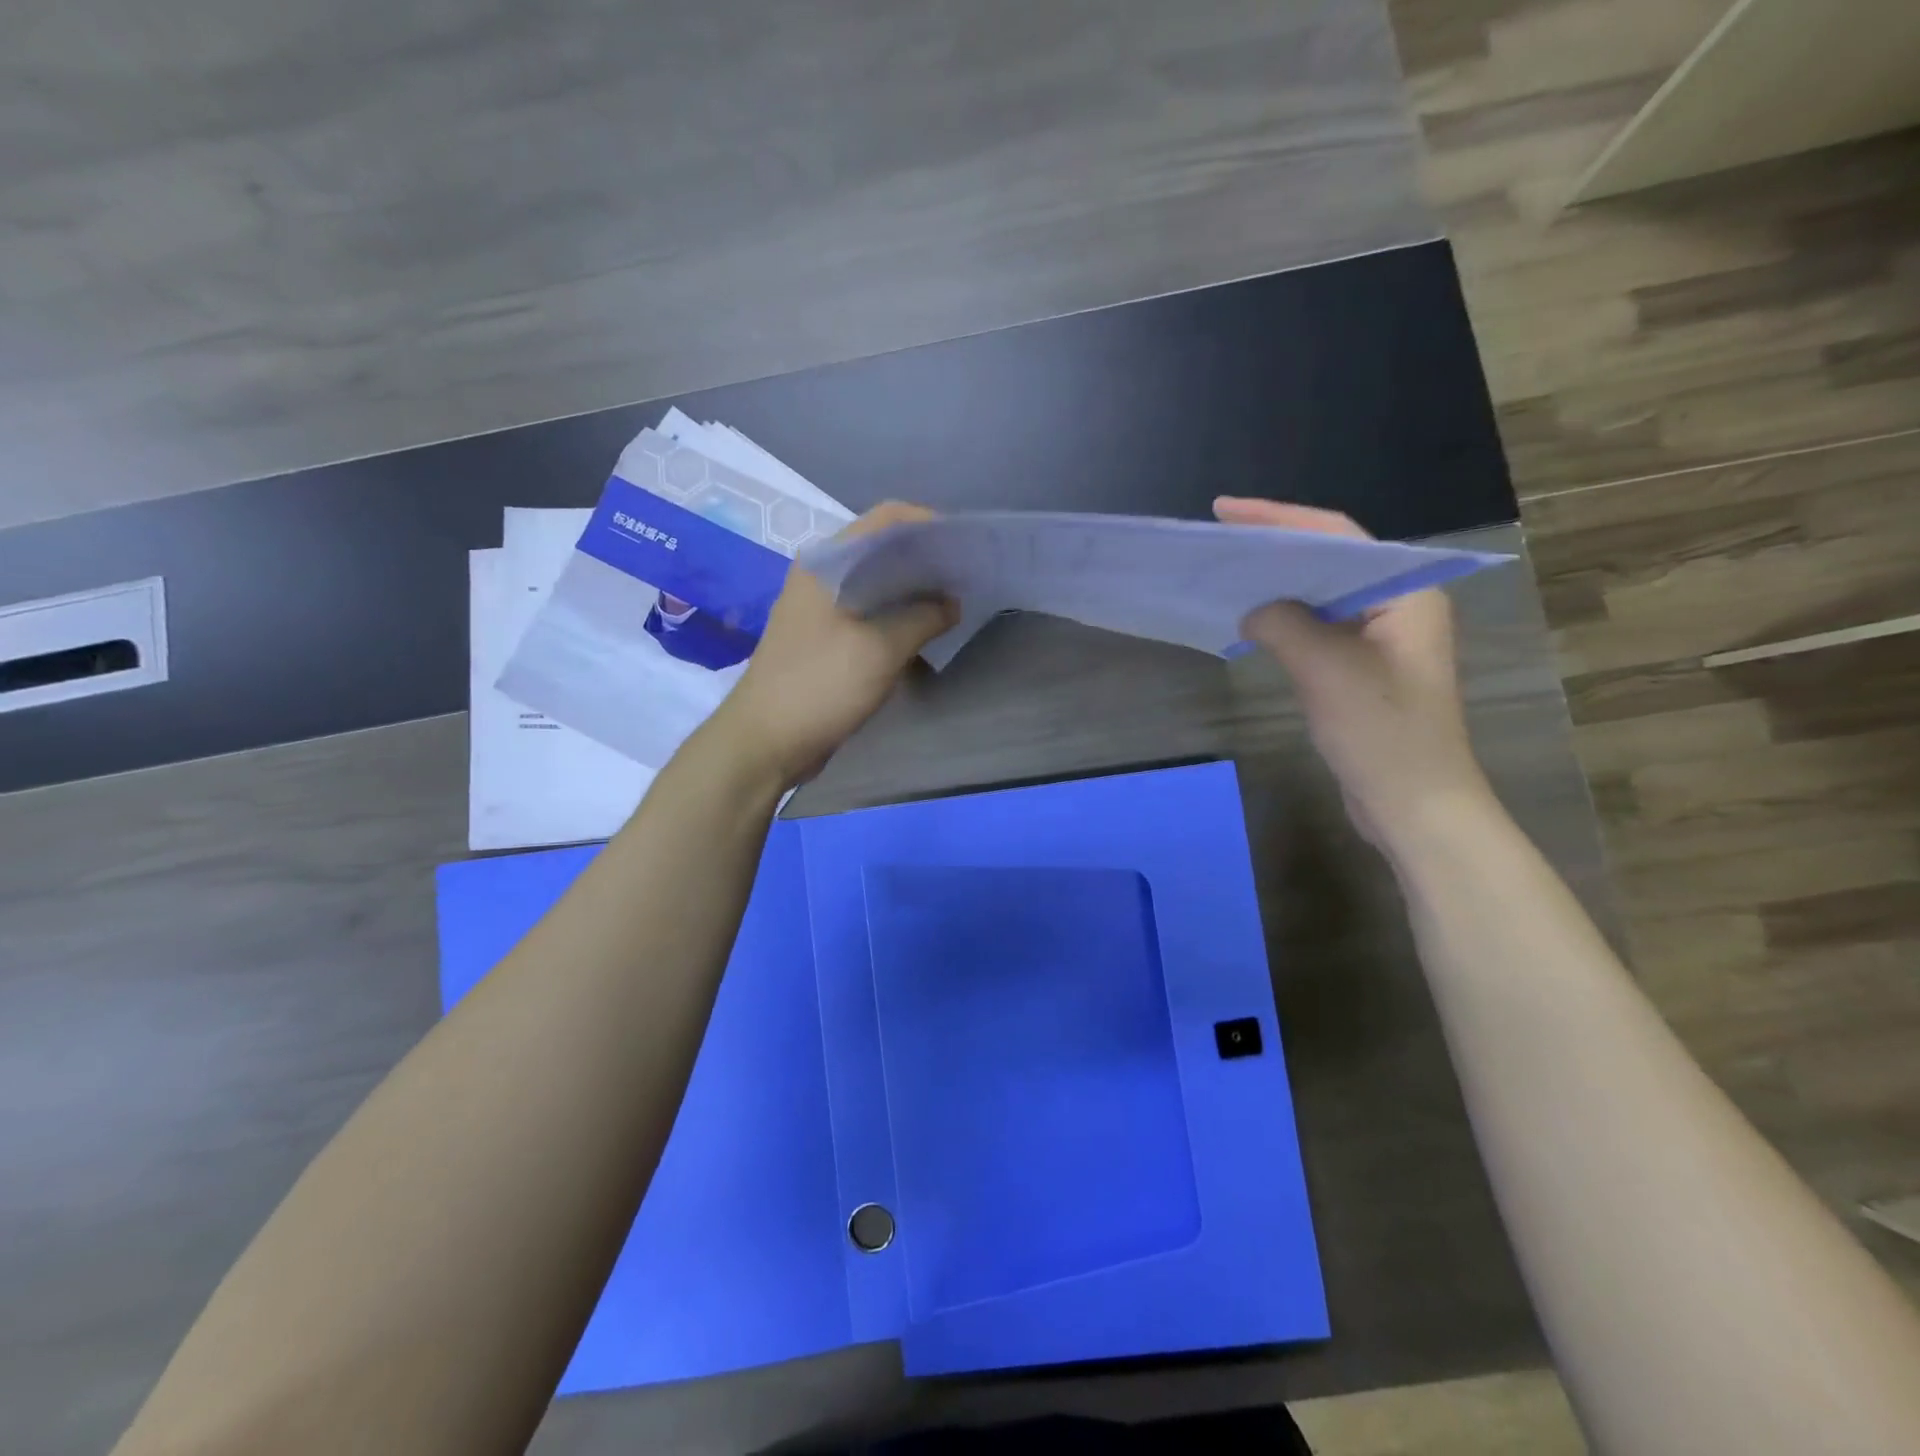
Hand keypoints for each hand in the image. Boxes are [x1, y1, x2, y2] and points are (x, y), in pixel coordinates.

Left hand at [712, 502, 957, 787]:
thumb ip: (923, 618)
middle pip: (882, 551)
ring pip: (877, 585)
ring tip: (954, 602)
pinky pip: (869, 615)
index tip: (964, 545)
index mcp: (827, 562)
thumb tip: (953, 603)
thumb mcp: (881, 649)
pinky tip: (925, 632)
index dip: (928, 524)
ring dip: (913, 592)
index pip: (885, 520)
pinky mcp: (826, 639)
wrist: (766, 741)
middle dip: (926, 560)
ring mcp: (821, 609)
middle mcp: (822, 576)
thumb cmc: (820, 685)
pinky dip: (897, 618)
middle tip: (967, 575)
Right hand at [1214, 497, 1493, 847]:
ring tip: (1231, 573)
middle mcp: (1398, 604)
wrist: (1414, 804)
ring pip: (1323, 594)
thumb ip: (1282, 623)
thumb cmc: (1380, 731)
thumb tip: (1252, 608)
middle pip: (1331, 559)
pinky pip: (1320, 628)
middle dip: (1276, 546)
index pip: (1338, 534)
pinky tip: (1253, 622)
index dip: (1279, 517)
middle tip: (1222, 537)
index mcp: (1404, 591)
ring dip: (1279, 584)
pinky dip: (1286, 620)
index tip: (1226, 510)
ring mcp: (1382, 639)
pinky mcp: (1365, 669)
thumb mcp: (1325, 668)